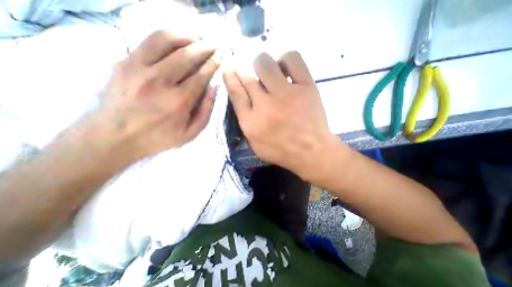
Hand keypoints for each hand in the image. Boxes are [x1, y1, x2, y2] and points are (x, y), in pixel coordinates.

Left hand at [93, 31, 219, 160]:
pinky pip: (148, 41)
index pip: (200, 76)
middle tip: (213, 45)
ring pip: (165, 39)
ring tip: (196, 39)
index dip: (213, 64)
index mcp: (178, 102)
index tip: (220, 57)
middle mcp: (159, 82)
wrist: (115, 136)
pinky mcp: (124, 62)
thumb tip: (214, 88)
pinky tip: (176, 41)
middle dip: (204, 47)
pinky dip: (166, 37)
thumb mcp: (191, 133)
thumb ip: (206, 111)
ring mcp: (138, 69)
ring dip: (185, 36)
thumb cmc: (159, 137)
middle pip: (186, 55)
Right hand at [224, 51, 338, 178]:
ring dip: (262, 64)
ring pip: (266, 63)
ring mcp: (286, 94)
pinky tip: (285, 70)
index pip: (235, 92)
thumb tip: (242, 101)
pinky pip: (292, 60)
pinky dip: (286, 60)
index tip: (228, 69)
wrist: (311, 151)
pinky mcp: (306, 87)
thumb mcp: (256, 145)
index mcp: (251, 122)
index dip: (230, 77)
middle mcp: (265, 105)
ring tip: (268, 73)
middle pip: (247, 77)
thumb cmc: (282, 151)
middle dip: (242, 70)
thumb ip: (245, 124)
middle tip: (247, 72)